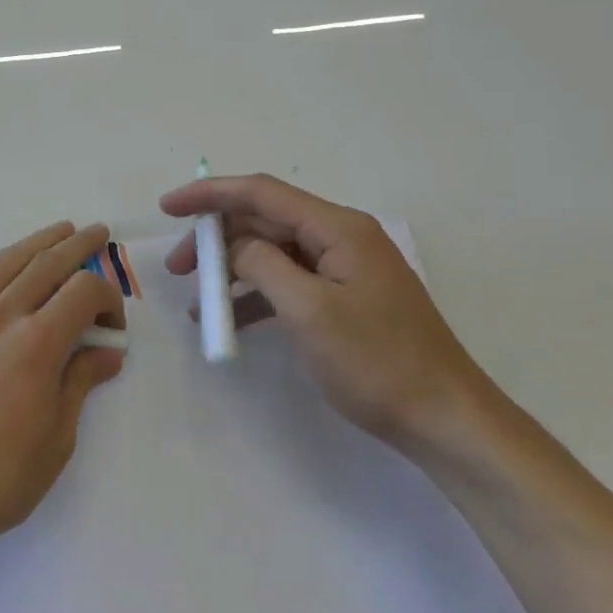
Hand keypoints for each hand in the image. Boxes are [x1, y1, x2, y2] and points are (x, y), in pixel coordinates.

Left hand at [0, 222, 126, 565]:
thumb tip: (108, 354)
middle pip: (46, 264)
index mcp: (37, 344)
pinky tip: (1, 262)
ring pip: (5, 263)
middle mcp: (0, 318)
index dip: (109, 299)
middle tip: (98, 232)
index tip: (114, 328)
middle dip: (78, 246)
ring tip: (59, 230)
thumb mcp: (56, 439)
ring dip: (36, 242)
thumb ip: (80, 384)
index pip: (83, 292)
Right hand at [160, 174, 486, 451]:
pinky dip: (255, 295)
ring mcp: (344, 268)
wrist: (445, 420)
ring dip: (231, 271)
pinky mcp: (344, 298)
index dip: (209, 194)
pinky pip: (288, 282)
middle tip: (176, 267)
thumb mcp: (310, 311)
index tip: (167, 206)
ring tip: (196, 300)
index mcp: (338, 228)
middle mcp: (340, 237)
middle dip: (216, 239)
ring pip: (272, 253)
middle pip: (264, 222)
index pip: (261, 193)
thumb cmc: (378, 362)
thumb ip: (263, 265)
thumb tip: (235, 247)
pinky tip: (228, 320)